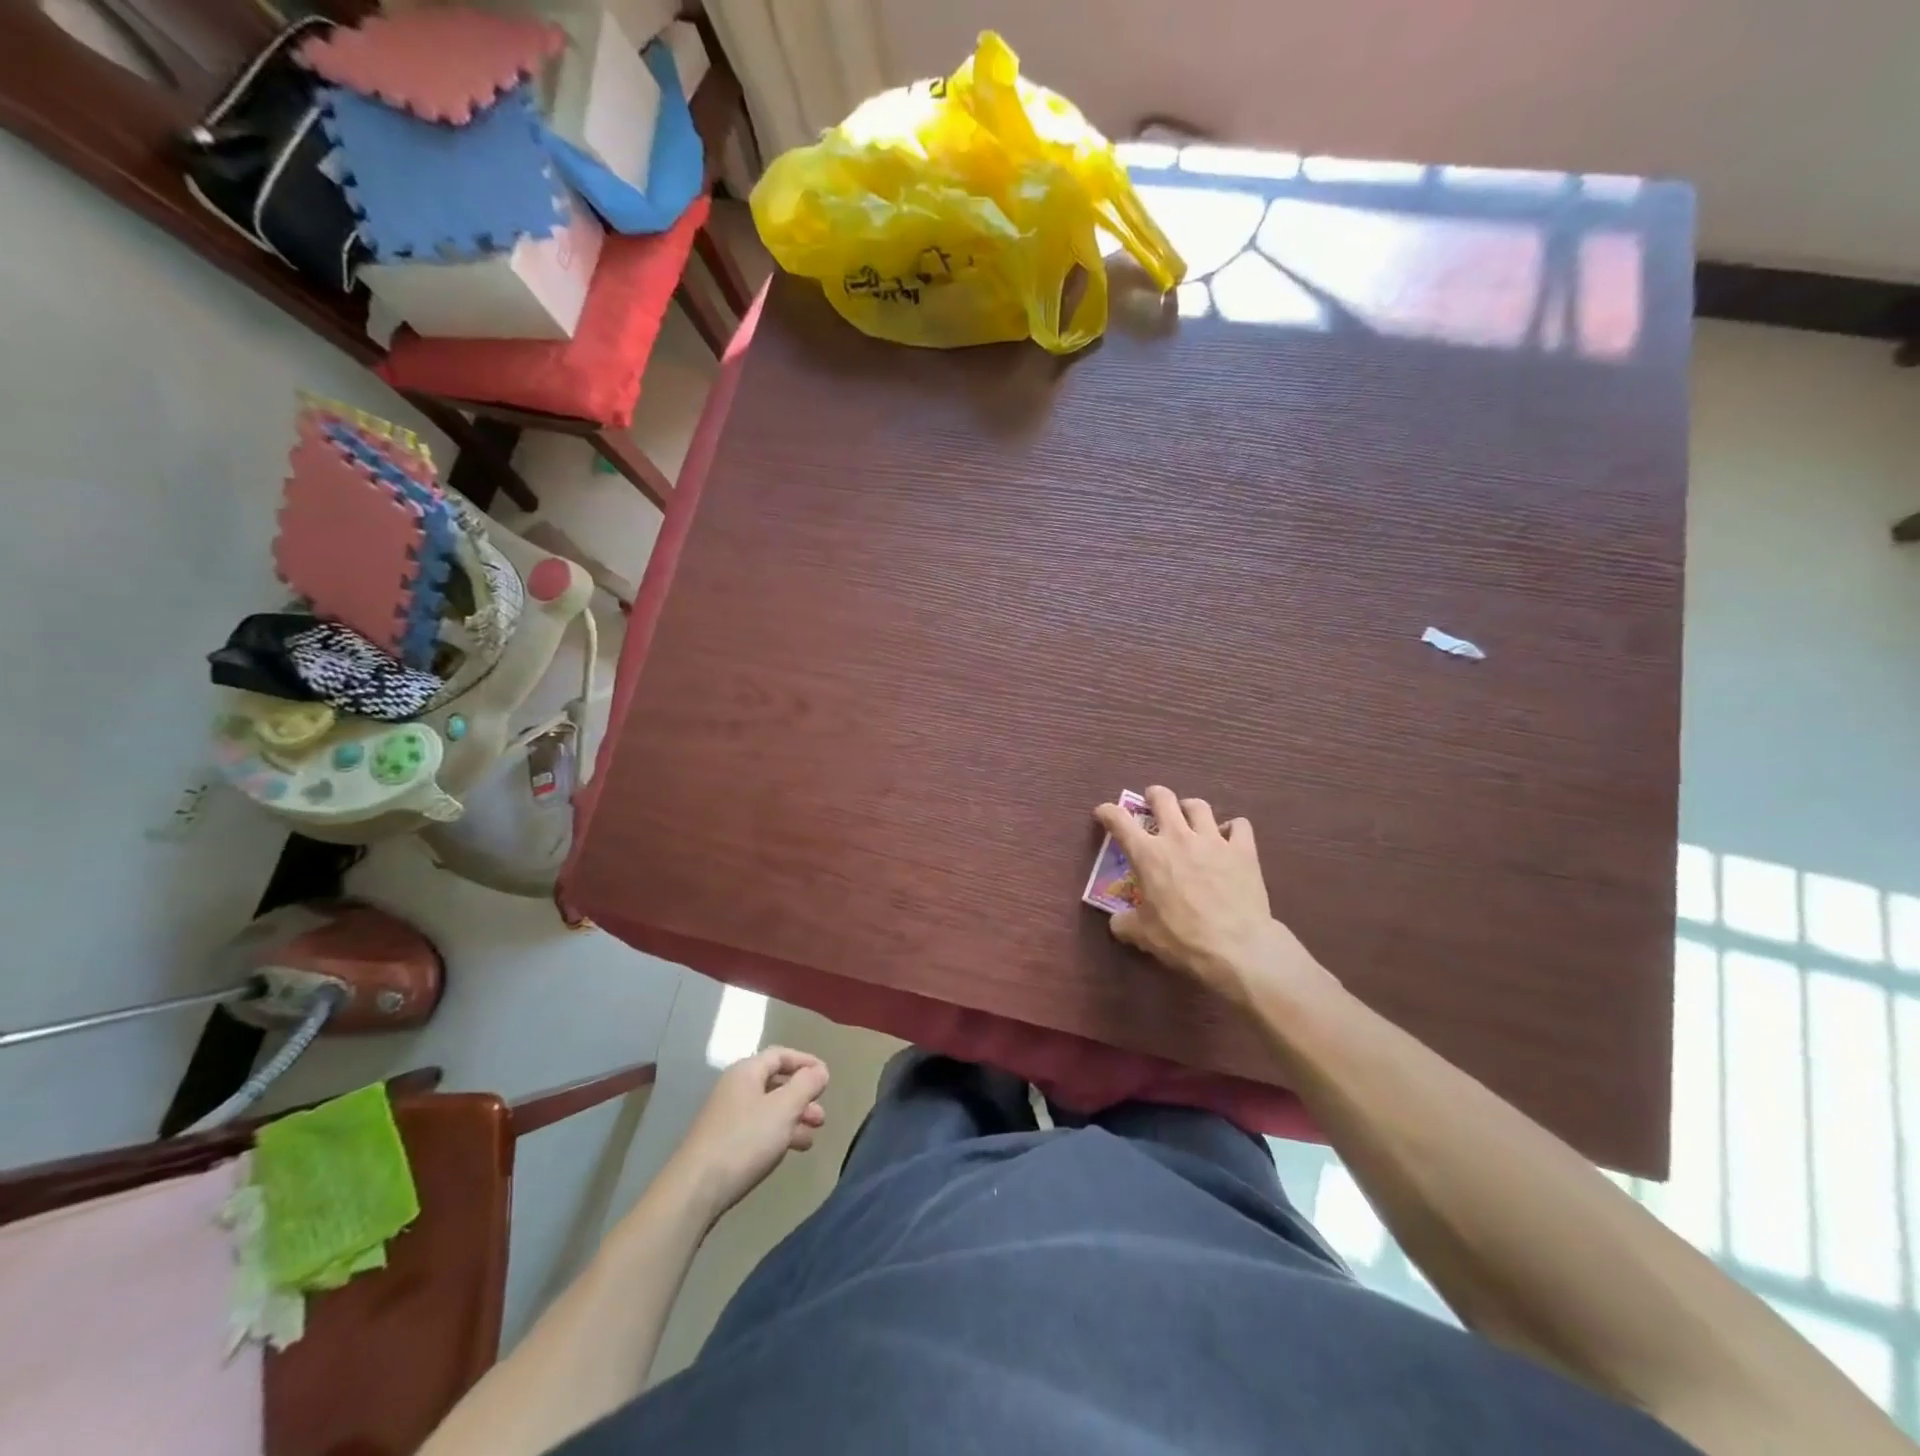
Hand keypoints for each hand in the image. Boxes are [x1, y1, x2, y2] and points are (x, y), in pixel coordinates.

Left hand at [665, 1046, 829, 1223]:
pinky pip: (759, 1129)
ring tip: (812, 1137)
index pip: (780, 1055)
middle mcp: (735, 1089)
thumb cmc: (744, 1140)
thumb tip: (820, 1071)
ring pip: (769, 1109)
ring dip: (793, 1119)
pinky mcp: (724, 1144)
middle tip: (821, 1116)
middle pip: (775, 1083)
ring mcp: (727, 1117)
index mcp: (746, 1072)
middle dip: (802, 1096)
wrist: (695, 1190)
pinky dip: (778, 1135)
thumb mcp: (783, 1108)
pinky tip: (791, 1150)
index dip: (806, 1062)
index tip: (827, 1077)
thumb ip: (805, 1085)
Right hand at [1093, 786, 1334, 1005]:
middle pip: (1163, 799)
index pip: (1119, 820)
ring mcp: (1213, 840)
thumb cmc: (1182, 938)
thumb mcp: (1143, 935)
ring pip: (1199, 806)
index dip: (1107, 812)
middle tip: (1152, 801)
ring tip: (1190, 817)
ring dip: (1190, 808)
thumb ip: (1125, 922)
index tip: (1103, 812)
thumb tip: (1118, 921)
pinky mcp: (1243, 850)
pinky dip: (1233, 828)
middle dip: (1154, 795)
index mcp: (1148, 854)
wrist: (1237, 947)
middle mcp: (1178, 837)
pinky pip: (1239, 825)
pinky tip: (1230, 838)